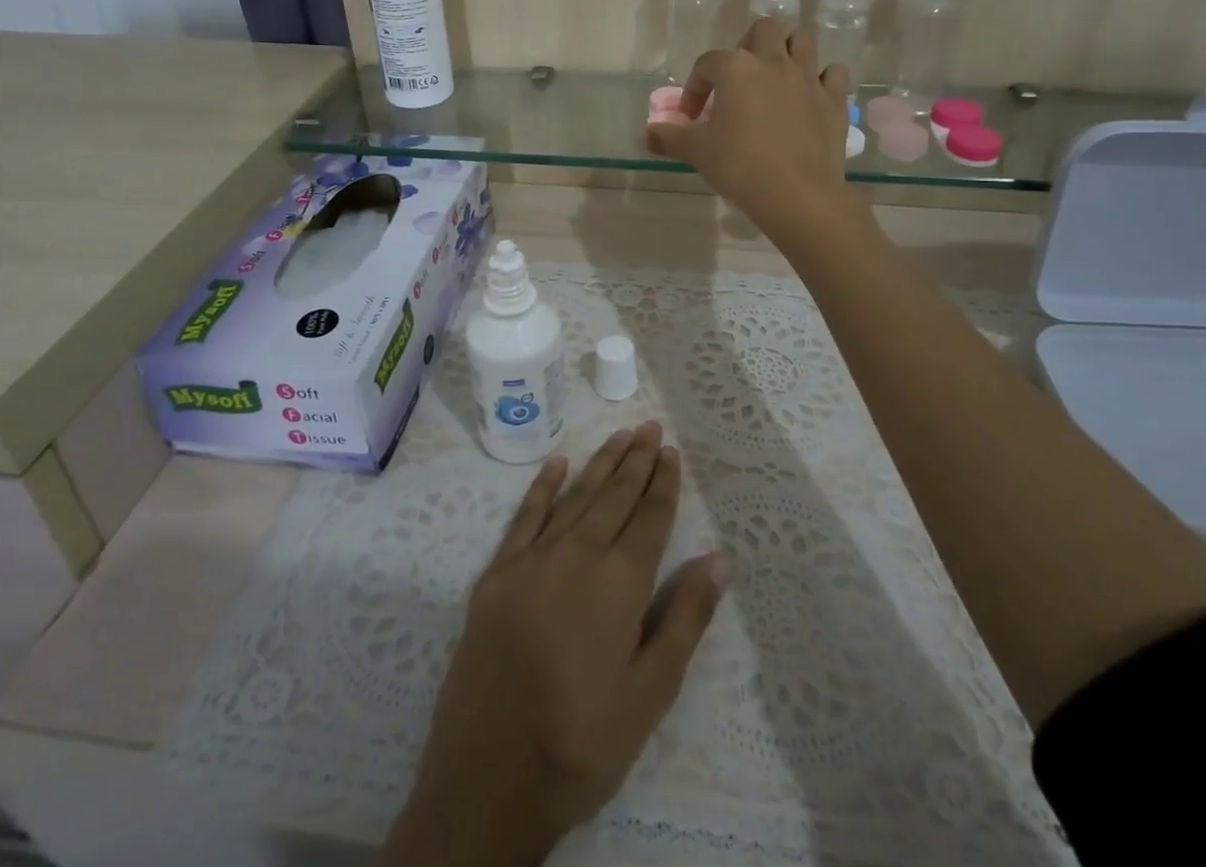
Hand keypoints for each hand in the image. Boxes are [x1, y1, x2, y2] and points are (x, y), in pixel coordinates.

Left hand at [381, 422, 727, 865]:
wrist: (488, 778)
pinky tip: (557, 464)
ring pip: (575, 496)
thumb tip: (717, 558)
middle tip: (651, 427)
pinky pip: (524, 516)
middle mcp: (578, 555)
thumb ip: (685, 619)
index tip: (672, 452)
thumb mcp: (650, 694)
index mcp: (620, 583)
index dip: (663, 483)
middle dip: (636, 460)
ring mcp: (532, 560)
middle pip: (614, 496)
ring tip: (621, 434)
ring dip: (600, 463)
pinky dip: (542, 487)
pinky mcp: (496, 574)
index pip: (649, 518)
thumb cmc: (581, 742)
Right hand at [644, 18, 855, 240]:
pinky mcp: (834, 99)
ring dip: (788, 51)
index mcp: (736, 68)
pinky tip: (810, 96)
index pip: (707, 63)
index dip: (695, 87)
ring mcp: (808, 77)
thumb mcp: (697, 152)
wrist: (798, 194)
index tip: (691, 116)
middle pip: (763, 30)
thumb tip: (643, 134)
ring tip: (775, 77)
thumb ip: (668, 138)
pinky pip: (833, 73)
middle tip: (739, 78)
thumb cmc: (740, 166)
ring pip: (802, 40)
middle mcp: (773, 62)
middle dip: (748, 46)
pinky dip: (822, 78)